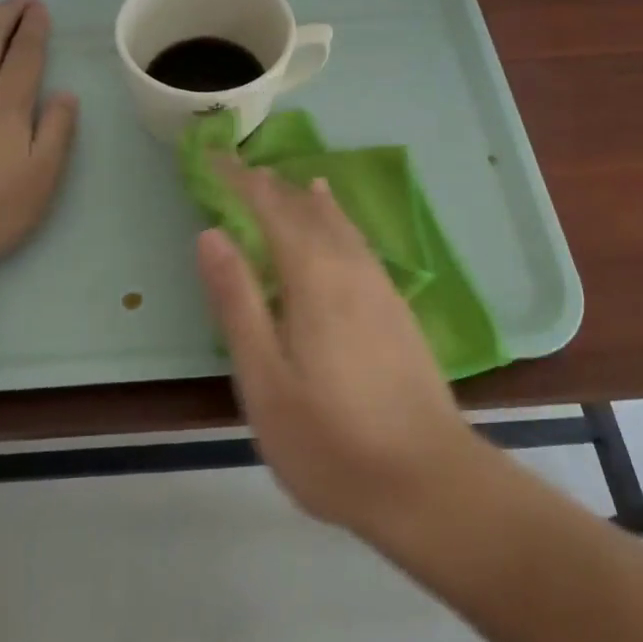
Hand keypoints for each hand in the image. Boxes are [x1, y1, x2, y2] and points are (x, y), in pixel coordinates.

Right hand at [196, 163, 486, 538]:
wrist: (432, 485)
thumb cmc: (332, 441)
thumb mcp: (265, 380)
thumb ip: (237, 301)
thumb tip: (210, 233)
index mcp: (313, 276)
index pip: (270, 206)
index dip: (238, 178)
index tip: (210, 156)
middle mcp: (348, 267)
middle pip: (304, 207)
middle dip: (268, 184)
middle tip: (234, 169)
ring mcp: (378, 286)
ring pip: (336, 220)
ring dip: (302, 197)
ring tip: (281, 180)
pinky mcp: (396, 308)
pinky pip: (356, 240)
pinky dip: (335, 218)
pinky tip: (335, 223)